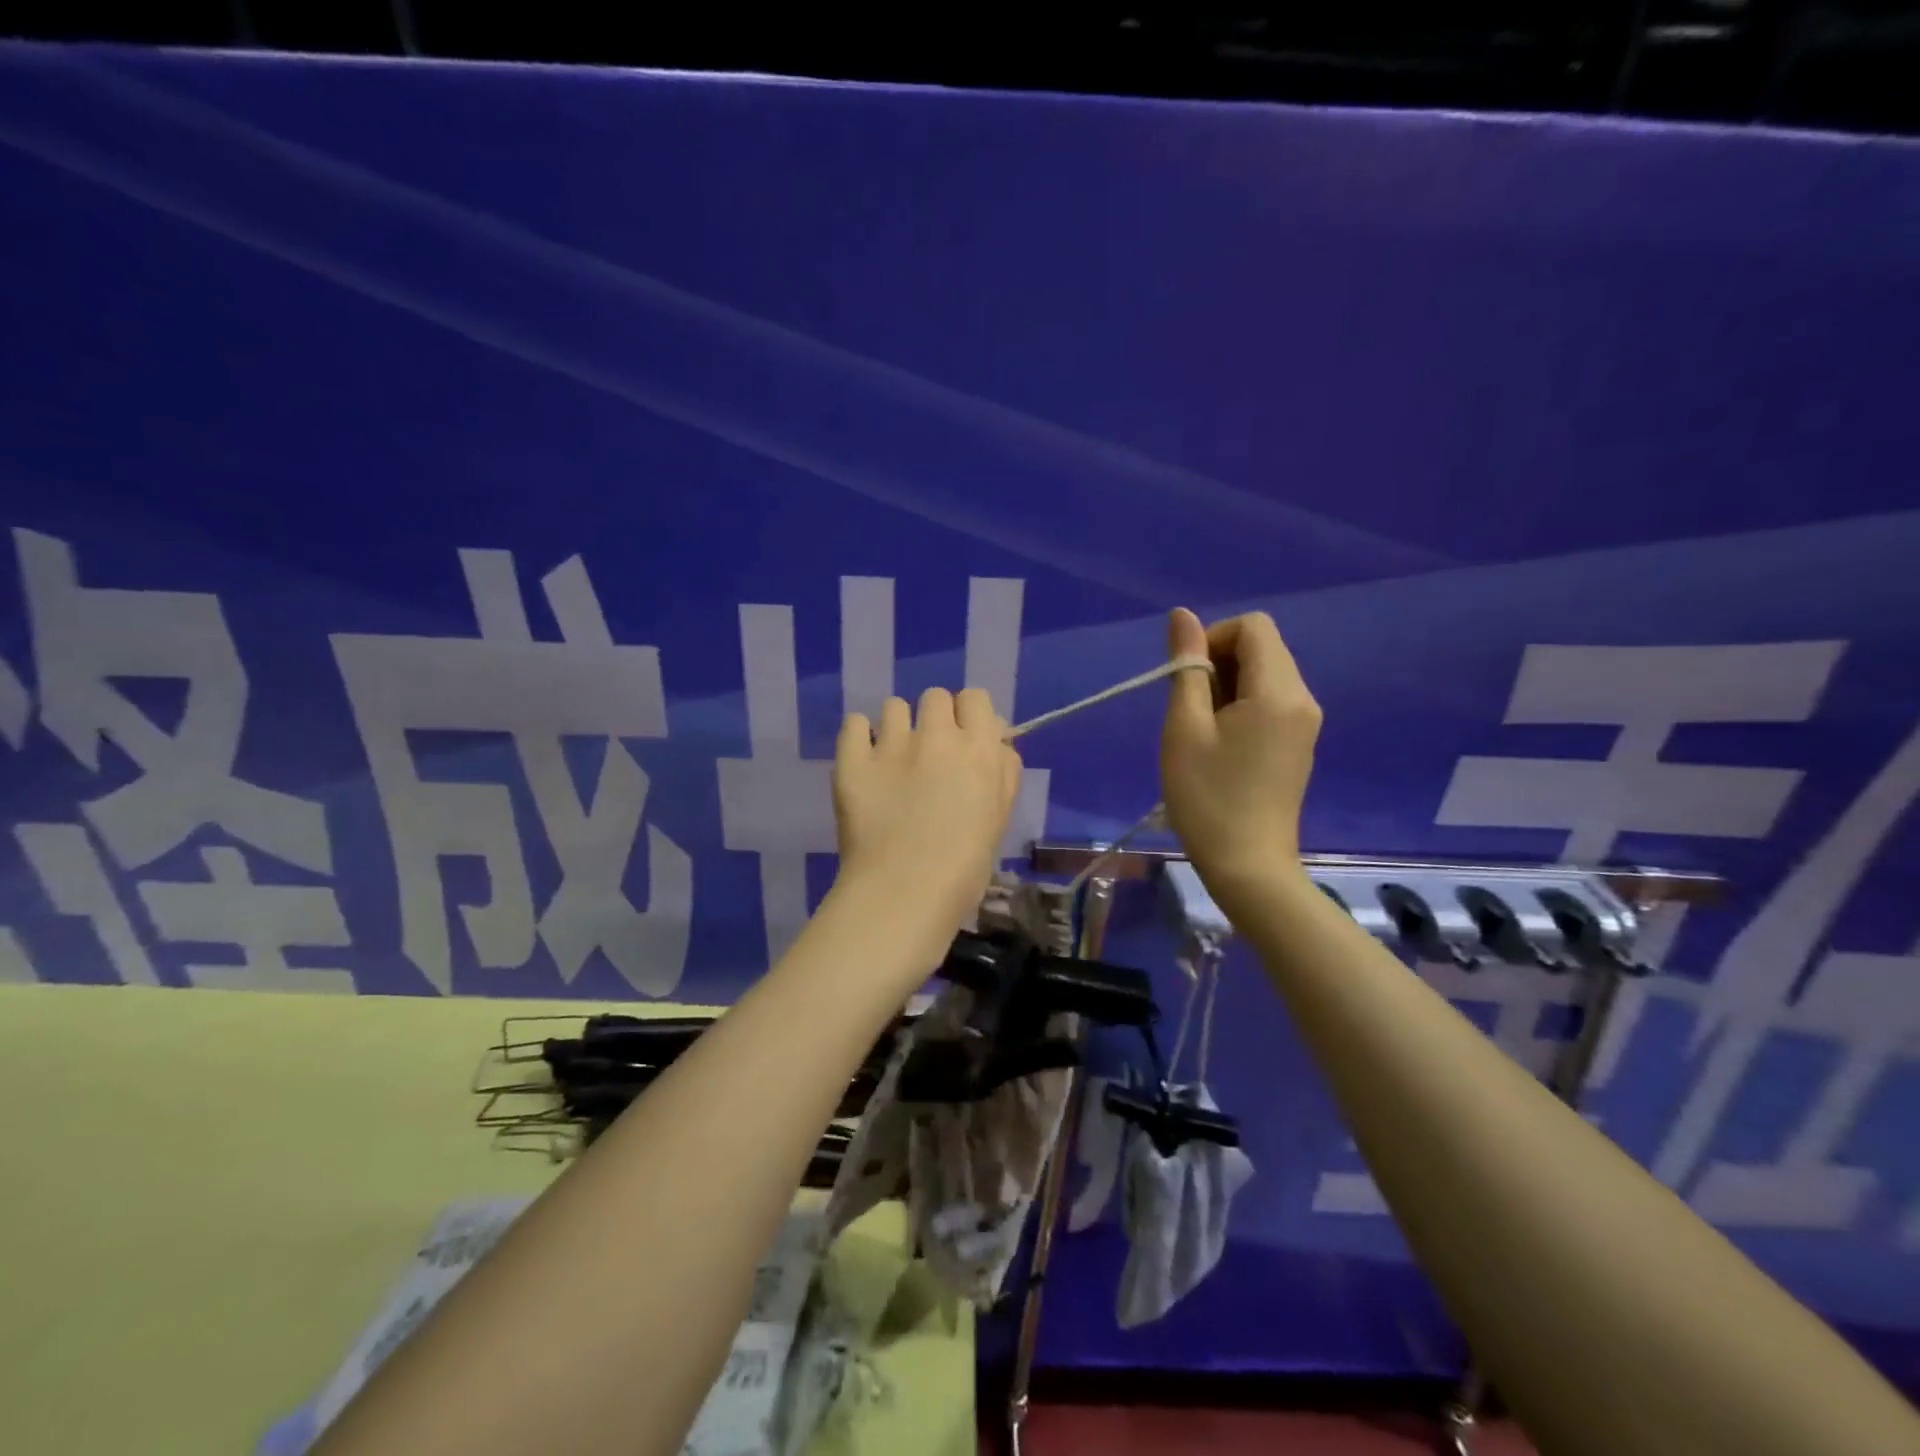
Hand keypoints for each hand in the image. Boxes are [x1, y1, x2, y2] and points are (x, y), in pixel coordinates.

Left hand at [831, 686, 1022, 963]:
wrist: (903, 895)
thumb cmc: (964, 868)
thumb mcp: (999, 817)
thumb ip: (1002, 772)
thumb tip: (996, 741)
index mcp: (979, 749)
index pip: (976, 698)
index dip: (970, 716)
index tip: (965, 739)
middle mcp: (937, 736)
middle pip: (936, 696)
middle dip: (935, 718)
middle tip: (930, 754)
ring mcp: (891, 745)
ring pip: (894, 706)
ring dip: (898, 727)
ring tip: (893, 760)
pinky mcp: (852, 760)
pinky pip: (855, 723)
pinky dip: (860, 737)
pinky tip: (865, 761)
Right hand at [1161, 608, 1320, 903]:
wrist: (1248, 867)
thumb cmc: (1207, 797)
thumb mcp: (1184, 728)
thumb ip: (1186, 667)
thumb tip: (1182, 615)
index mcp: (1279, 691)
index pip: (1252, 626)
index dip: (1212, 639)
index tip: (1187, 681)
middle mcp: (1303, 698)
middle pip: (1261, 647)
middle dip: (1219, 662)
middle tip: (1190, 711)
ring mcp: (1306, 723)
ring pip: (1264, 674)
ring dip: (1227, 686)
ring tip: (1202, 732)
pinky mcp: (1299, 743)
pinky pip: (1271, 701)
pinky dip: (1241, 706)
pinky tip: (1221, 746)